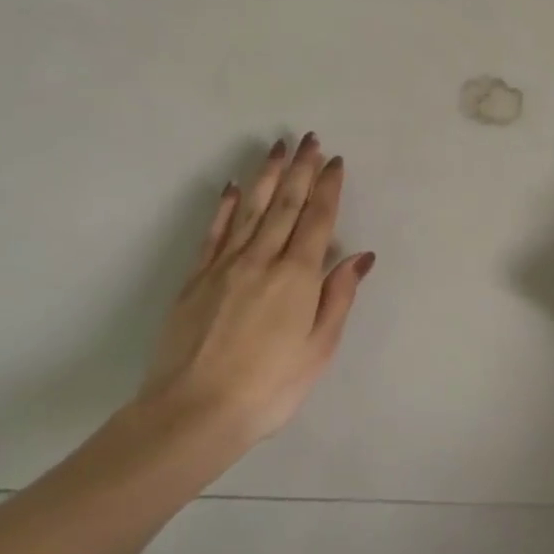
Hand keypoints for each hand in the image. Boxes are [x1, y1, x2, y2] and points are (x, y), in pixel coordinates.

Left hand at [138, 134, 373, 464]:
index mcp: (298, 277)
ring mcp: (225, 266)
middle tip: (309, 139)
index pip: (317, 220)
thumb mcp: (319, 348)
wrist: (193, 413)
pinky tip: (234, 187)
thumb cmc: (269, 387)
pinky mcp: (196, 279)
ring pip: (252, 210)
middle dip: (300, 169)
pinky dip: (226, 207)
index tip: (334, 161)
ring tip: (277, 148)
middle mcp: (263, 260)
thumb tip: (359, 256)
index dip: (327, 188)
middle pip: (285, 205)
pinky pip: (215, 233)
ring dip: (267, 176)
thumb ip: (338, 297)